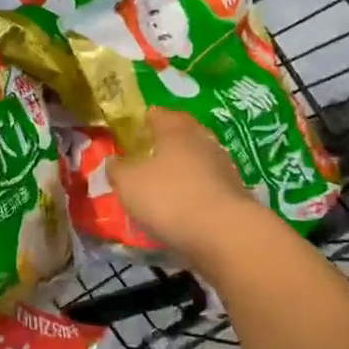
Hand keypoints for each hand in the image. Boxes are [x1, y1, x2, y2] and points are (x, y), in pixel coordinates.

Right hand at [107, 108, 256, 268]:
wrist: (225, 234)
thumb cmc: (169, 197)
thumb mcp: (128, 182)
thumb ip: (117, 168)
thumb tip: (114, 161)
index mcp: (175, 130)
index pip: (158, 114)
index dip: (144, 119)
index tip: (133, 129)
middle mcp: (202, 141)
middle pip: (183, 133)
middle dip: (166, 142)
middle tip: (147, 155)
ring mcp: (223, 167)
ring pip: (197, 159)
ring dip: (182, 167)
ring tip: (163, 182)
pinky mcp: (234, 194)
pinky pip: (207, 184)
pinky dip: (194, 190)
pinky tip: (182, 205)